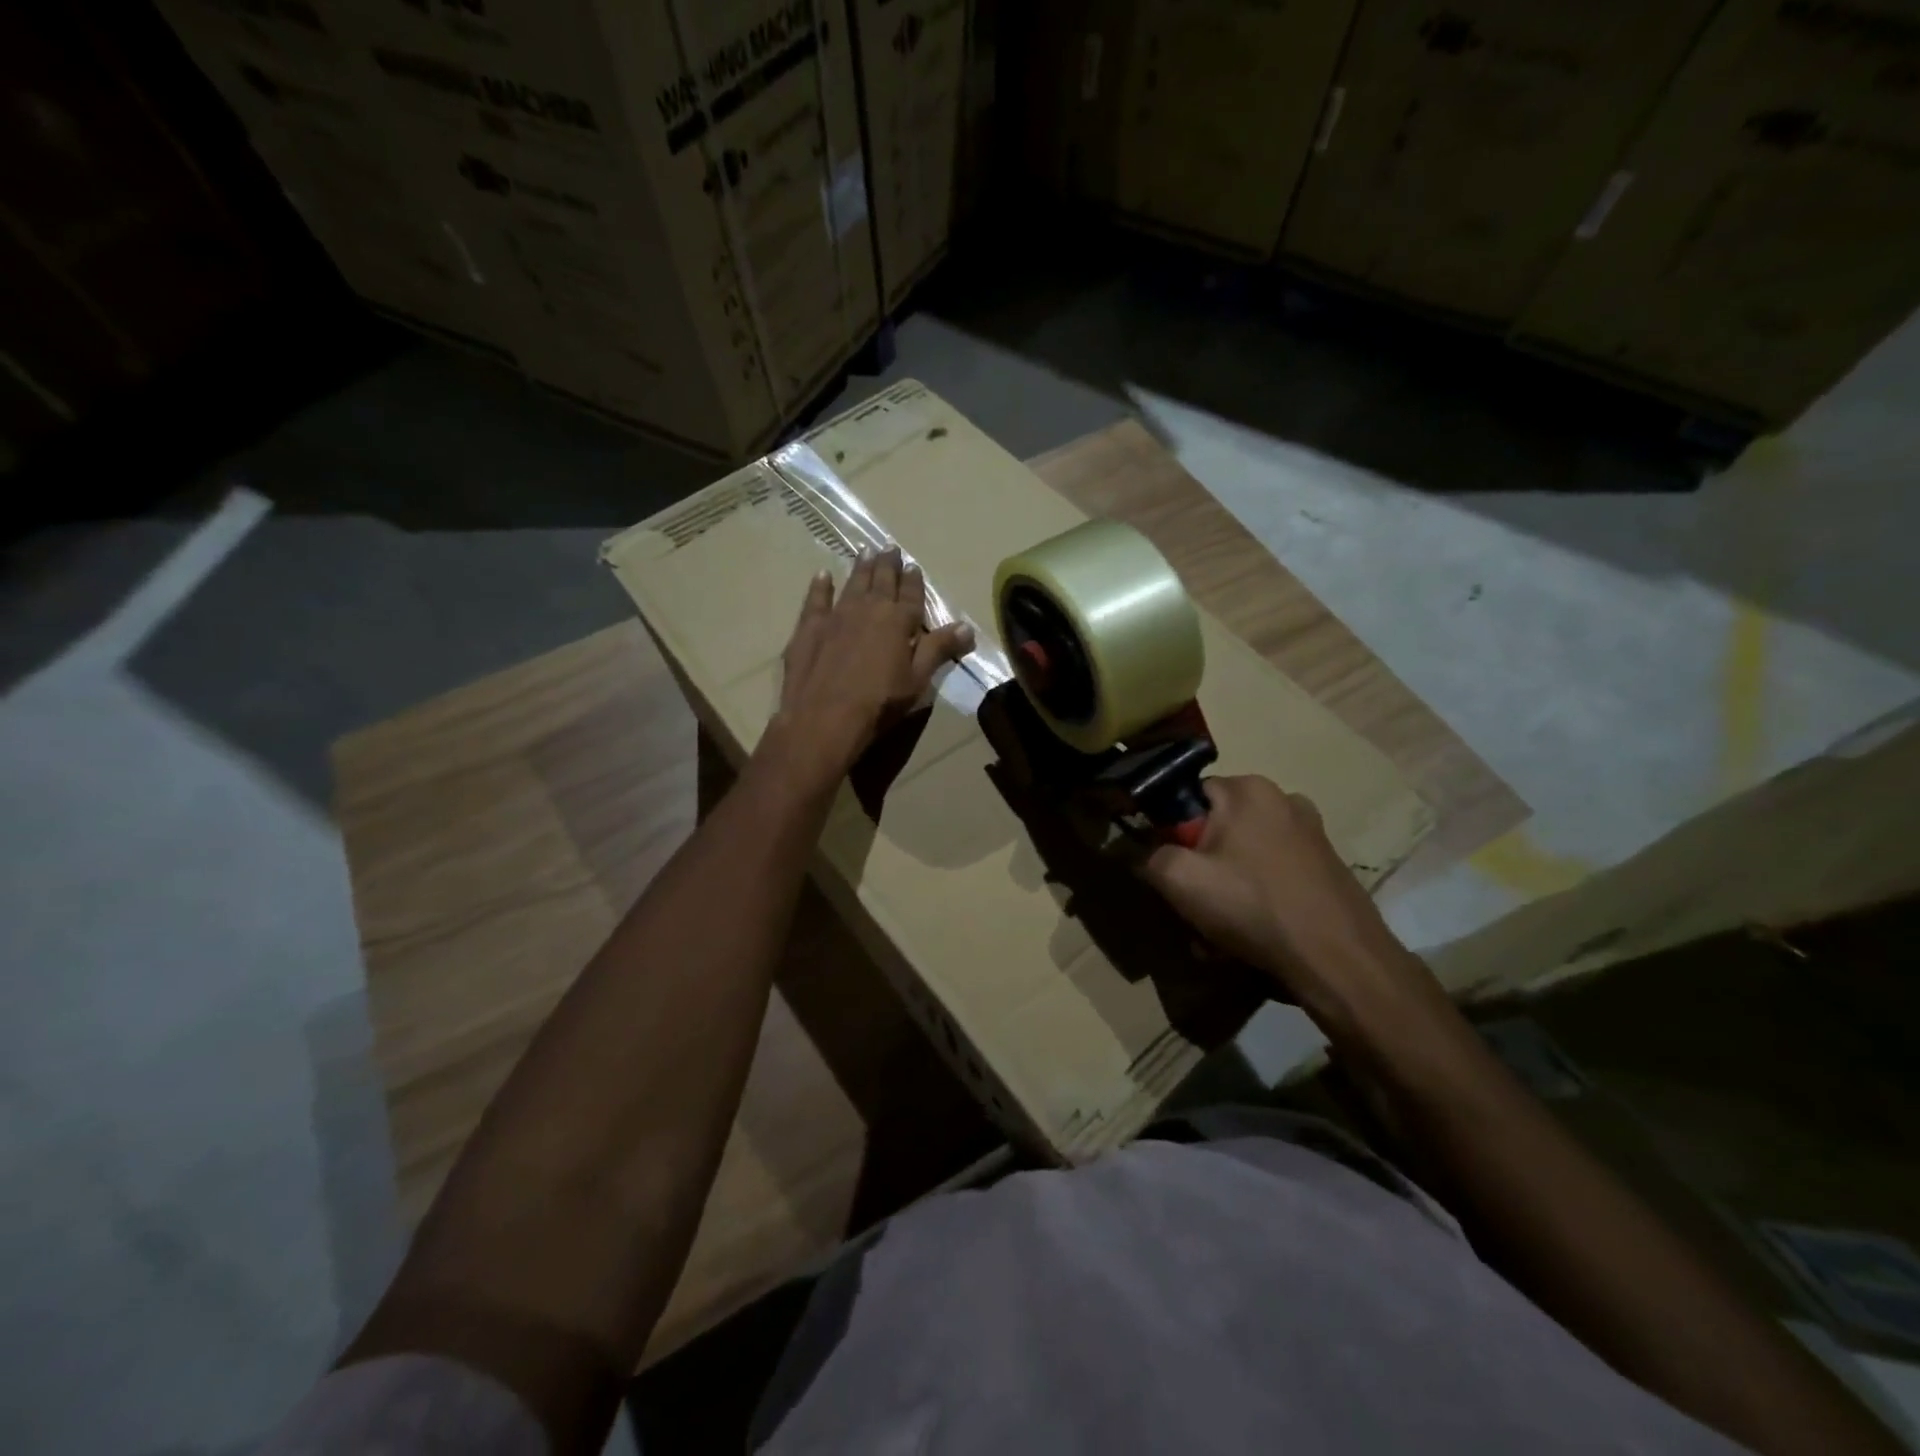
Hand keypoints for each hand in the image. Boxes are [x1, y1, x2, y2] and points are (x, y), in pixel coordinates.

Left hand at [768, 545, 973, 783]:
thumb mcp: (917, 680)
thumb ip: (939, 649)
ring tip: (865, 552)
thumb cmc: (879, 703)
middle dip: (887, 565)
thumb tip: (967, 626)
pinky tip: (822, 575)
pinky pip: (816, 599)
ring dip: (860, 568)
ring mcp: (836, 615)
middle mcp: (868, 609)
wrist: (824, 717)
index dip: (913, 581)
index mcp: (898, 621)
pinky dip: (820, 586)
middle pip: (881, 581)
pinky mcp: (809, 628)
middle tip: (889, 548)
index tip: (913, 566)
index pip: (911, 595)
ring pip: (852, 584)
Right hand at [1139, 775, 1427, 1016]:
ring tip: (1218, 938)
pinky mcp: (1327, 868)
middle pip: (1216, 831)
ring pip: (1243, 859)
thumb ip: (1149, 856)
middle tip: (1192, 911)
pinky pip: (1272, 877)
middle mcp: (1283, 800)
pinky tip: (1250, 940)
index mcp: (1248, 790)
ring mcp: (1311, 835)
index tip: (1169, 871)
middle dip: (1199, 872)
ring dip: (1224, 893)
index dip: (1170, 834)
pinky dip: (1255, 902)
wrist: (1340, 961)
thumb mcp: (1179, 880)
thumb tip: (1142, 853)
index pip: (1188, 798)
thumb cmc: (1253, 907)